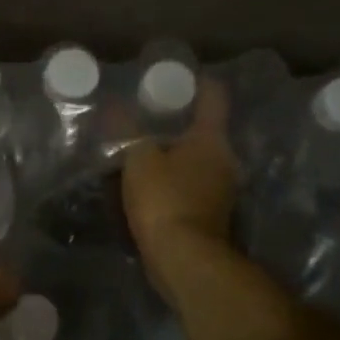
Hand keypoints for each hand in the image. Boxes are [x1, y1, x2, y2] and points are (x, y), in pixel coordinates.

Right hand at [123, 81, 237, 293]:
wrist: (184, 259)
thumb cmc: (165, 200)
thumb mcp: (138, 159)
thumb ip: (126, 131)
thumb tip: (114, 104)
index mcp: (212, 140)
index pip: (213, 99)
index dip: (199, 84)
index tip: (180, 79)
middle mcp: (225, 161)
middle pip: (205, 133)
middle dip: (180, 126)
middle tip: (150, 119)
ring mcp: (222, 192)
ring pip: (199, 163)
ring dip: (177, 158)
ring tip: (146, 154)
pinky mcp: (211, 217)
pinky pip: (192, 189)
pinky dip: (175, 184)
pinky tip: (152, 188)